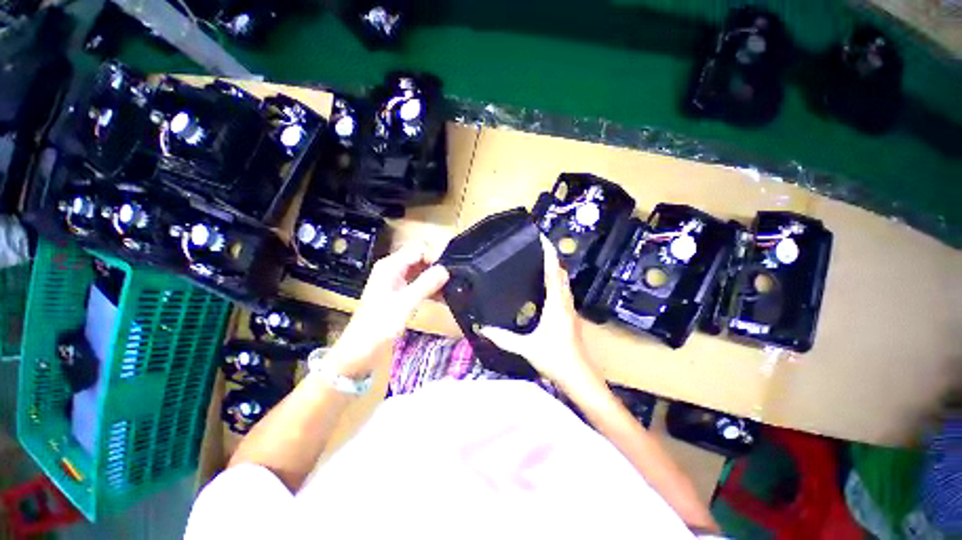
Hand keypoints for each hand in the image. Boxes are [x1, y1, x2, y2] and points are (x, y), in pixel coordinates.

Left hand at [330, 243, 449, 377]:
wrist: (360, 350)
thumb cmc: (379, 325)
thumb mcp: (405, 303)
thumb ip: (426, 284)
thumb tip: (446, 269)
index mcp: (390, 266)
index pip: (418, 249)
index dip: (435, 255)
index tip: (449, 269)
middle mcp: (393, 269)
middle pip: (421, 258)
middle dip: (437, 266)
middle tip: (453, 278)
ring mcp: (397, 280)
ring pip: (422, 271)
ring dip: (435, 278)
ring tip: (452, 287)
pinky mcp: (400, 292)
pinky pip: (419, 283)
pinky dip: (431, 288)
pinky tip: (443, 296)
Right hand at [480, 236, 602, 392]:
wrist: (580, 378)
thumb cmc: (556, 359)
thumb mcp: (526, 348)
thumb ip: (503, 338)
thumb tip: (482, 328)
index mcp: (556, 304)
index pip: (554, 271)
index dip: (549, 253)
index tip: (541, 238)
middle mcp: (565, 302)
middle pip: (561, 272)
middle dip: (551, 257)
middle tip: (535, 248)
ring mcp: (570, 309)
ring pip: (563, 282)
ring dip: (554, 269)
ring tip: (538, 262)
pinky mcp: (570, 316)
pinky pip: (563, 291)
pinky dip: (555, 282)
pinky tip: (544, 287)